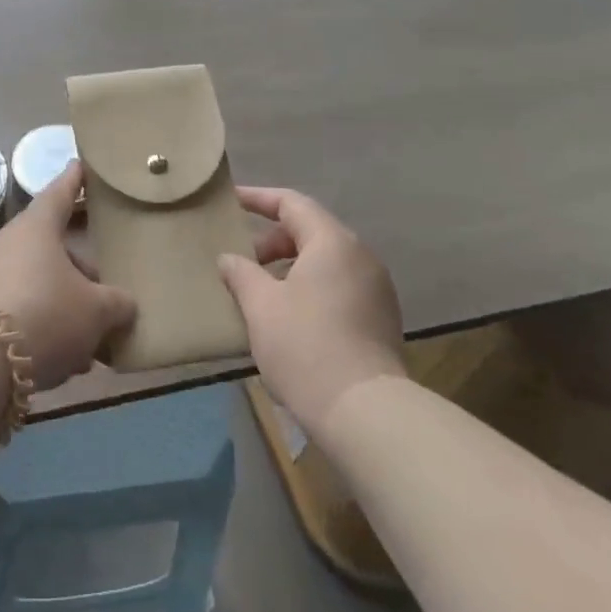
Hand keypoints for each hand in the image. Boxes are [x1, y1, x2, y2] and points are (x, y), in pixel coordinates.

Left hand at [0, 162, 136, 391]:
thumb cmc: (46, 313)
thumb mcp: (96, 311)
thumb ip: (117, 304)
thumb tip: (124, 304)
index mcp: (38, 227)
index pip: (60, 192)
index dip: (76, 180)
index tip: (83, 165)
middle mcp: (12, 243)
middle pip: (55, 247)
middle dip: (82, 269)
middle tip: (108, 286)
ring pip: (43, 283)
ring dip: (68, 306)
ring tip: (95, 340)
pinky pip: (27, 310)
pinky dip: (49, 327)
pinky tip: (69, 360)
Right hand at [219, 186, 406, 428]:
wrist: (364, 412)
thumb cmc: (305, 346)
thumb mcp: (260, 305)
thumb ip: (241, 273)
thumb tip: (229, 259)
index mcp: (333, 242)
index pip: (292, 203)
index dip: (257, 199)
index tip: (230, 202)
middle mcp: (360, 257)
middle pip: (310, 231)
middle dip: (271, 241)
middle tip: (240, 260)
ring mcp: (376, 289)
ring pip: (324, 261)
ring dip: (289, 267)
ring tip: (258, 289)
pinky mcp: (380, 319)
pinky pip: (338, 286)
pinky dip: (309, 287)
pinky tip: (286, 315)